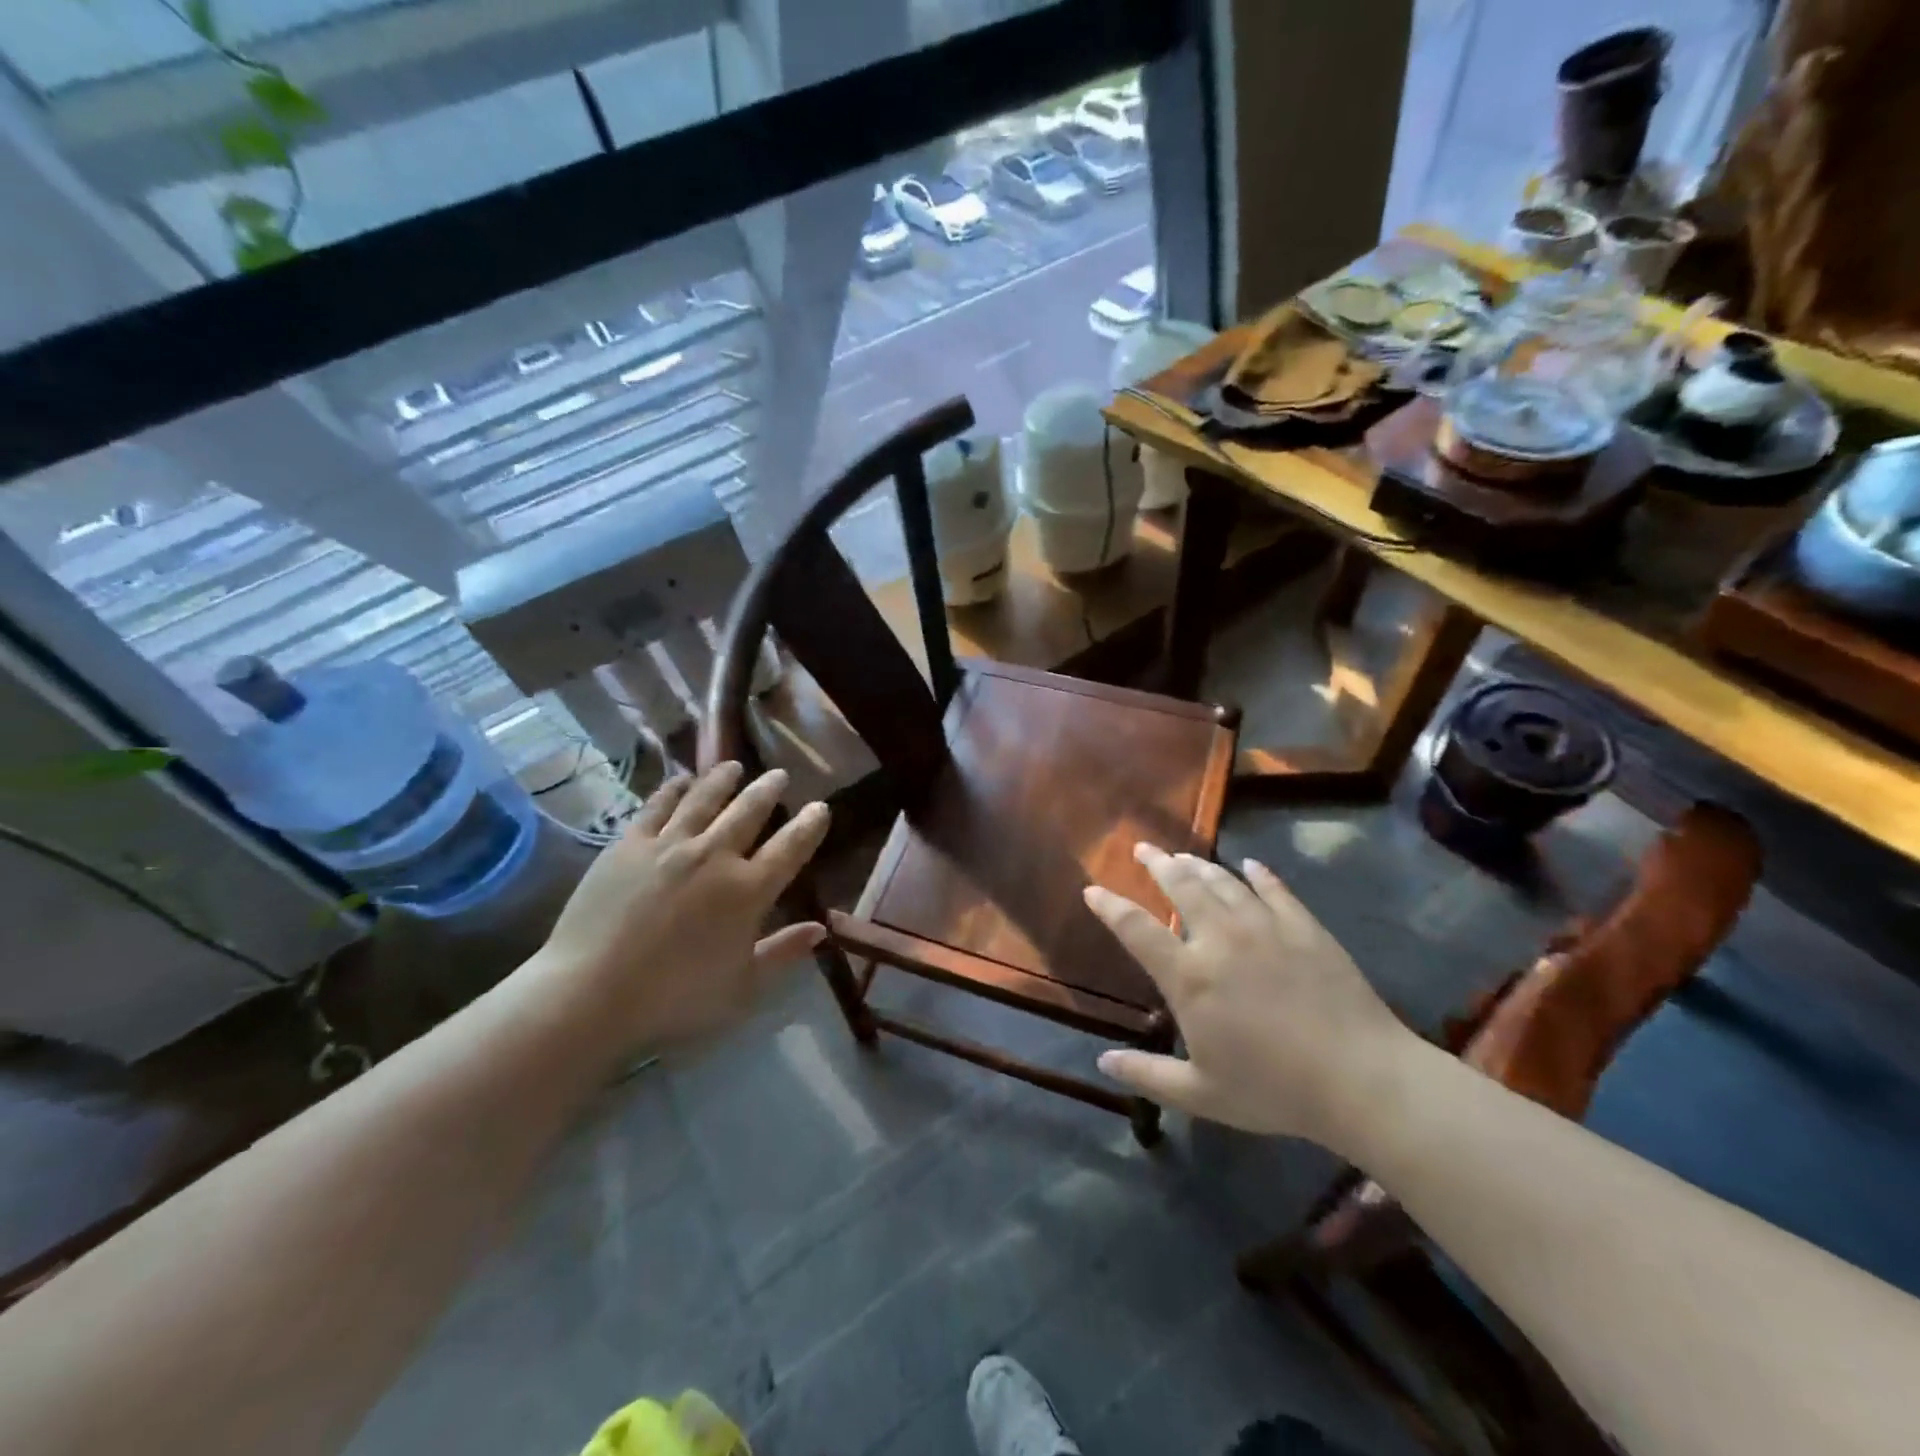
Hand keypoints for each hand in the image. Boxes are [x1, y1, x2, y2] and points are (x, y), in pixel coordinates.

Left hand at [534, 762, 830, 1051]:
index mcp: (748, 891)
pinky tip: (682, 780)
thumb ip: (783, 953)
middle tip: (779, 775)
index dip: (810, 825)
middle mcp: (714, 856)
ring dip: (724, 779)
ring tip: (735, 766)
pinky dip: (674, 789)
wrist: (590, 994)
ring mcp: (669, 845)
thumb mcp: (742, 987)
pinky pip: (657, 805)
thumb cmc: (675, 999)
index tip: (820, 807)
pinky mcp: (629, 844)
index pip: (791, 847)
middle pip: (749, 811)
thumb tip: (820, 930)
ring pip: (705, 798)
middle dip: (769, 790)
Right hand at [1084, 845, 1418, 1149]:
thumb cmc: (1274, 1089)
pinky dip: (1258, 874)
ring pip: (1223, 882)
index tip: (1092, 889)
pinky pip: (1274, 889)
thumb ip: (1148, 1075)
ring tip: (1183, 853)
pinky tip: (1249, 866)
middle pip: (1181, 886)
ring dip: (1198, 864)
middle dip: (1157, 864)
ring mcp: (1265, 927)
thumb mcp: (1202, 1094)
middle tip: (1143, 848)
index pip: (1137, 929)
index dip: (1110, 907)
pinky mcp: (1304, 927)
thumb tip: (1102, 1061)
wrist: (1361, 1078)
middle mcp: (1220, 939)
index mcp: (1189, 976)